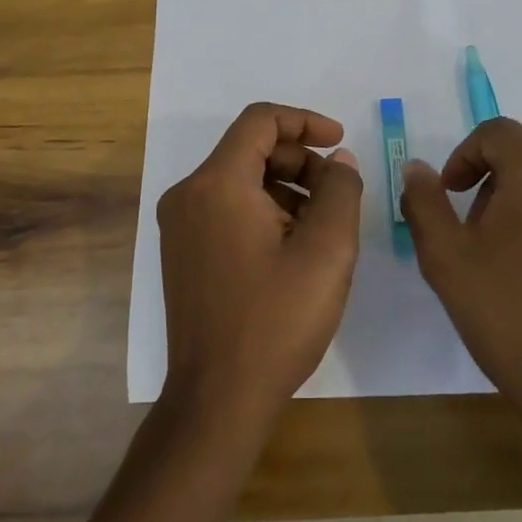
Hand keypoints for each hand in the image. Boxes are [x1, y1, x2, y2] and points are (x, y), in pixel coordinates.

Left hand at [156, 103, 362, 434]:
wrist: (218, 400)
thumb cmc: (276, 321)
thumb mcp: (327, 251)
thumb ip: (341, 191)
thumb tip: (339, 162)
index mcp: (217, 184)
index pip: (261, 121)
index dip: (306, 121)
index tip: (340, 142)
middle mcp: (188, 194)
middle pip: (251, 150)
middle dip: (301, 162)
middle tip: (338, 195)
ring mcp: (180, 225)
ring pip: (240, 180)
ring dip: (286, 189)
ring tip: (322, 227)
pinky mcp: (183, 252)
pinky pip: (227, 208)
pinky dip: (264, 211)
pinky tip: (293, 248)